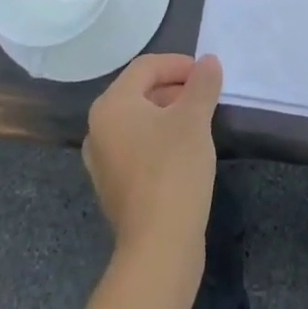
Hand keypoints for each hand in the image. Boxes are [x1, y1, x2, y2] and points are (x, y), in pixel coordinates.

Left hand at [83, 53, 222, 255]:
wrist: (158, 247)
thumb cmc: (173, 169)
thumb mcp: (195, 118)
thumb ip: (202, 83)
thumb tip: (209, 61)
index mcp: (111, 106)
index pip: (145, 67)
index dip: (178, 64)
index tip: (206, 74)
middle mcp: (98, 129)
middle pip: (139, 92)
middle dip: (174, 88)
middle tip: (205, 96)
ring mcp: (102, 162)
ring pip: (139, 122)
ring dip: (168, 114)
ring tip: (199, 122)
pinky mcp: (114, 188)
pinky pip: (137, 148)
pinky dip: (159, 140)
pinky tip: (184, 152)